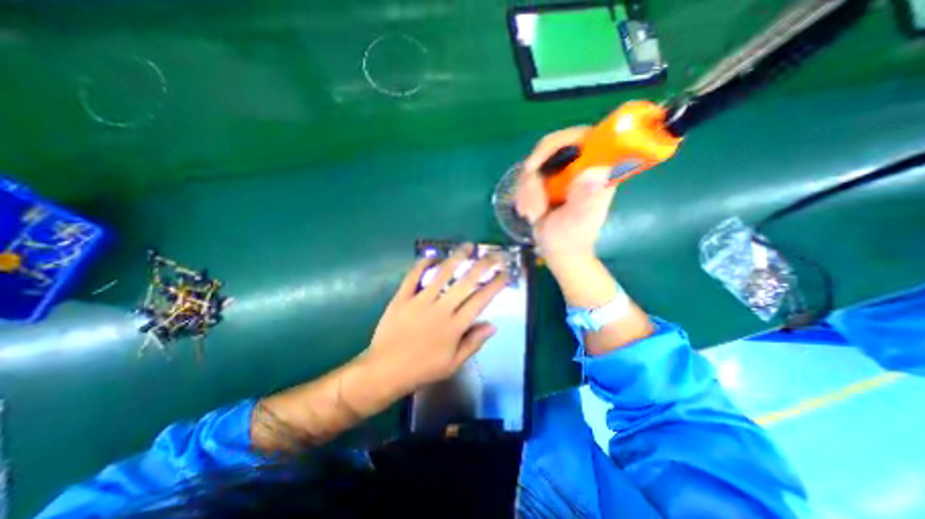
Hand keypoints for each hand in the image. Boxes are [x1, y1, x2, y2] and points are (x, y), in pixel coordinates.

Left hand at [365, 246, 509, 394]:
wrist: (385, 370)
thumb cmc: (423, 369)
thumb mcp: (453, 363)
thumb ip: (474, 342)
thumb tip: (493, 325)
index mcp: (455, 326)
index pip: (480, 300)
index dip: (495, 285)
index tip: (504, 274)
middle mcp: (441, 309)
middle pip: (465, 282)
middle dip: (482, 266)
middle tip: (493, 255)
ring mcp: (420, 301)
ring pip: (442, 274)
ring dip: (457, 258)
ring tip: (468, 246)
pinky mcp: (402, 298)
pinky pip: (413, 276)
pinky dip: (423, 263)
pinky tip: (432, 256)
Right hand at [517, 126, 616, 262]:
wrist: (560, 252)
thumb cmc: (571, 240)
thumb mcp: (577, 221)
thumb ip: (584, 198)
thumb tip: (596, 171)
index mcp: (598, 170)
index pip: (581, 137)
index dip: (555, 144)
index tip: (533, 167)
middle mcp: (580, 166)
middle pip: (549, 150)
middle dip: (533, 180)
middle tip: (531, 205)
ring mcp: (563, 174)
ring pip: (534, 166)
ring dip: (526, 192)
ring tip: (531, 215)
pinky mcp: (548, 181)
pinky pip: (527, 178)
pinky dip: (522, 195)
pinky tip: (528, 212)